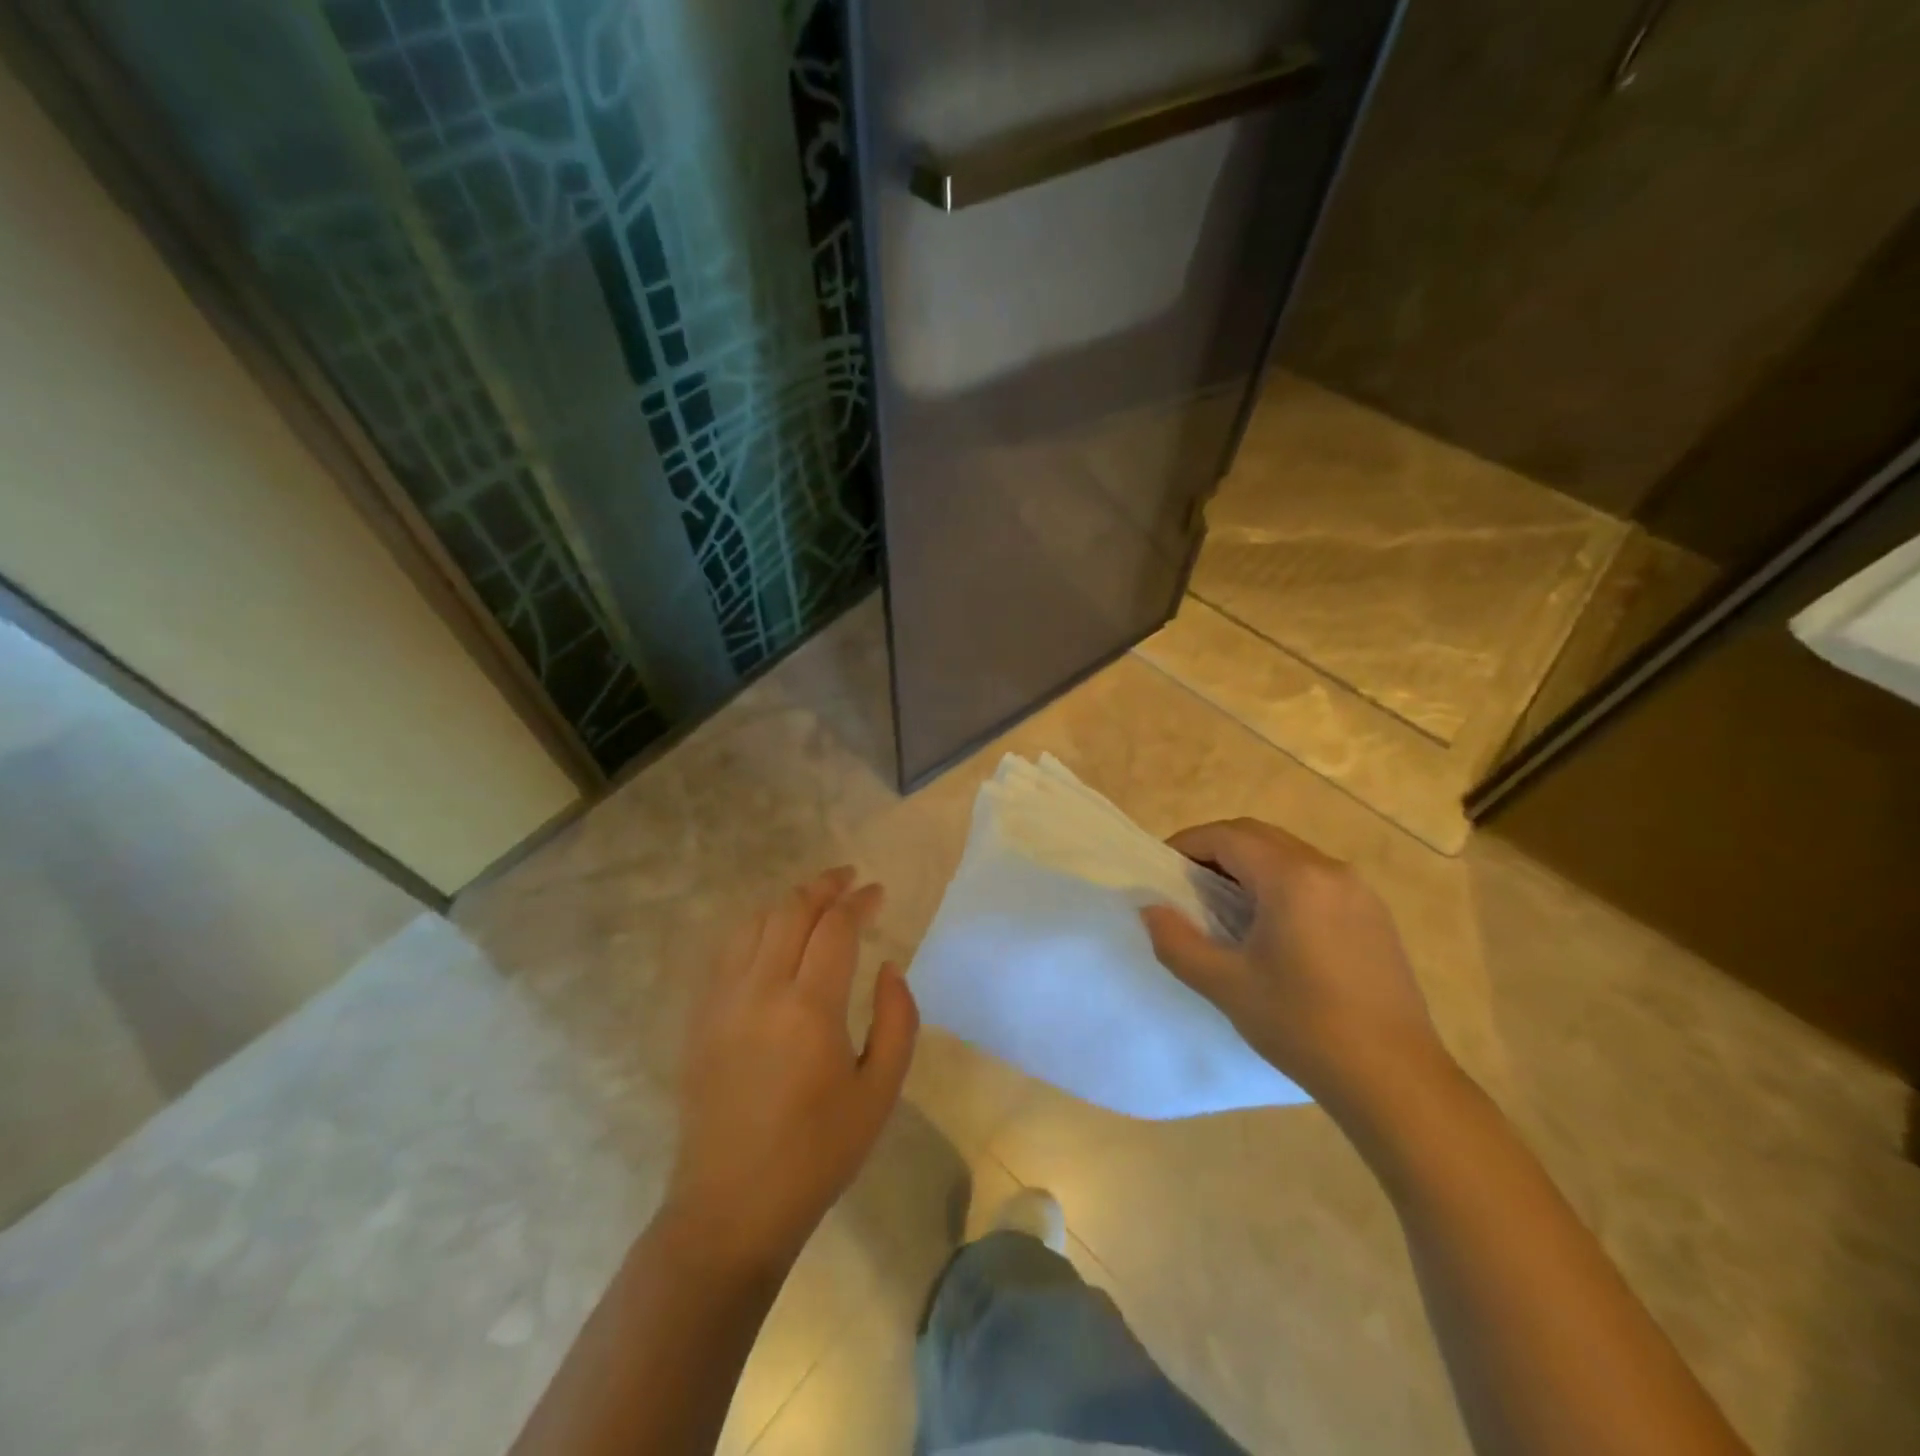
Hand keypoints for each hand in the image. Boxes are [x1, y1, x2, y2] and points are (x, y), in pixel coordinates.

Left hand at [664, 867, 918, 1273]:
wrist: (732, 1208)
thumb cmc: (818, 1153)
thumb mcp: (880, 1092)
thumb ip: (897, 1020)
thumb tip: (888, 966)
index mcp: (809, 1009)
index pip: (835, 927)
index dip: (859, 902)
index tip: (878, 892)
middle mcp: (761, 990)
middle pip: (791, 910)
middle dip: (824, 886)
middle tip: (849, 880)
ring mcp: (722, 1001)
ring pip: (755, 922)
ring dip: (789, 902)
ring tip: (816, 902)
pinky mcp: (701, 1017)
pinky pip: (728, 950)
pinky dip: (756, 927)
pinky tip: (773, 936)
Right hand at [1140, 818, 1449, 1109]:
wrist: (1395, 1079)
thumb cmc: (1303, 1025)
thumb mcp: (1225, 985)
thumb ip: (1176, 941)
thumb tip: (1150, 909)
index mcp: (1292, 878)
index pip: (1227, 836)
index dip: (1188, 844)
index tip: (1163, 870)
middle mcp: (1328, 869)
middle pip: (1259, 836)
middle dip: (1216, 849)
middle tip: (1187, 884)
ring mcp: (1358, 891)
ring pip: (1289, 854)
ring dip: (1250, 864)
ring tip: (1224, 905)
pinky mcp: (1374, 915)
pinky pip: (1315, 877)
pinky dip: (1281, 882)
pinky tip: (1272, 926)